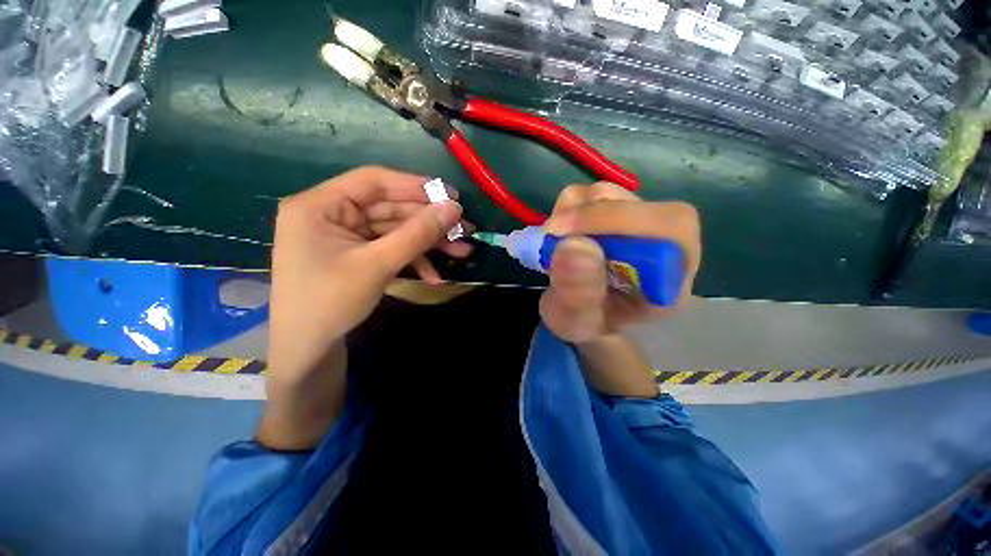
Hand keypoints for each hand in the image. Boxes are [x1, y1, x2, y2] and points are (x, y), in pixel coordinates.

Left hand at [259, 166, 470, 448]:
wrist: (308, 350)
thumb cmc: (331, 303)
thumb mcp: (378, 265)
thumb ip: (417, 233)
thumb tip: (453, 208)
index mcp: (321, 205)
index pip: (375, 181)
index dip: (416, 185)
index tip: (451, 196)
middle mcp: (332, 214)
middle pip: (390, 208)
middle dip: (429, 222)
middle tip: (464, 229)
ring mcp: (346, 236)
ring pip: (395, 230)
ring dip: (428, 242)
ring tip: (462, 251)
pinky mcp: (357, 255)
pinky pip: (390, 249)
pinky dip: (413, 260)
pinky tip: (434, 276)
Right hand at [539, 182, 700, 343]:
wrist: (583, 312)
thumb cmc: (586, 322)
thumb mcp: (576, 322)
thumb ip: (578, 294)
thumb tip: (573, 245)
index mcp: (670, 277)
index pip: (670, 229)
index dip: (619, 222)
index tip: (567, 237)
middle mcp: (661, 244)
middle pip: (639, 204)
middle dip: (588, 216)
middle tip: (552, 234)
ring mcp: (636, 222)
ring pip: (610, 194)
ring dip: (573, 213)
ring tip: (557, 242)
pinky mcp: (613, 211)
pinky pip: (589, 194)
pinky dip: (567, 208)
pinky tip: (561, 233)